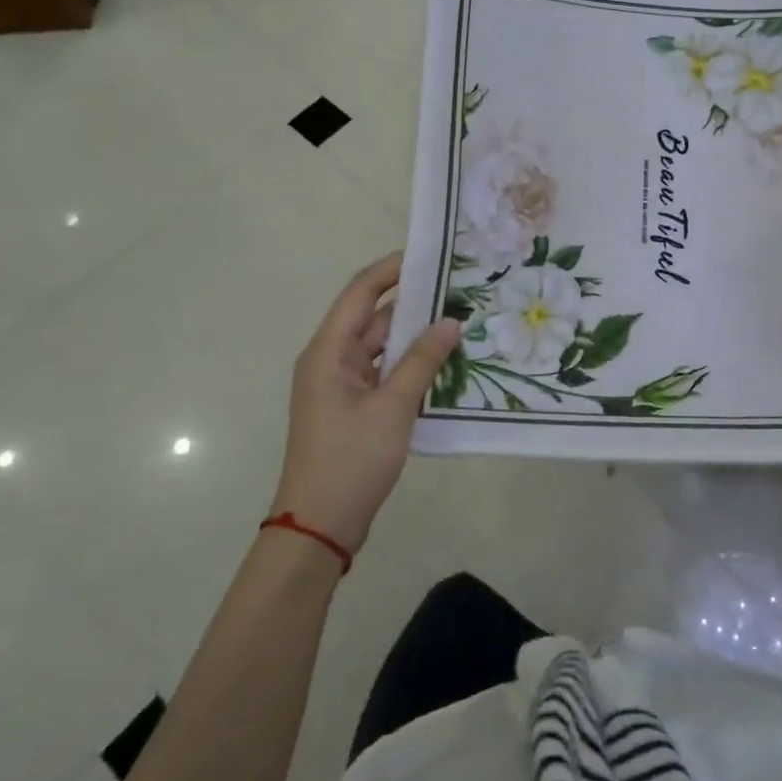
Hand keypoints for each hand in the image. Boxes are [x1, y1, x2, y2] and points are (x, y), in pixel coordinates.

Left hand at [274, 253, 459, 551]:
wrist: (320, 525)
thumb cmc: (352, 459)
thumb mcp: (393, 407)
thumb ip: (423, 360)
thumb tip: (451, 321)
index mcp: (328, 351)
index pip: (361, 292)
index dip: (392, 269)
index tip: (431, 255)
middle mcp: (331, 360)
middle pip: (373, 318)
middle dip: (414, 304)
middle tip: (460, 290)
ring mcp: (341, 385)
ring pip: (381, 347)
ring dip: (415, 337)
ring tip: (461, 321)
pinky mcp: (353, 407)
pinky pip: (384, 372)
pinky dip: (410, 365)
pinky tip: (444, 363)